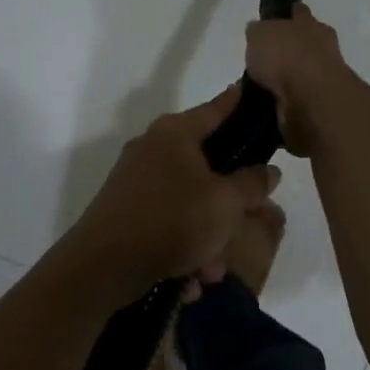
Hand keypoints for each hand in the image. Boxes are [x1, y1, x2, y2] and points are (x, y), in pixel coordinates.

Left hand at [70, 86, 280, 296]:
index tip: (249, 90)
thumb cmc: (171, 221)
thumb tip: (268, 170)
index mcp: (175, 134)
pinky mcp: (124, 212)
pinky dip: (182, 247)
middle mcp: (152, 149)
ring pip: (188, 202)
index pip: (215, 109)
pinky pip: (167, 223)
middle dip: (228, 202)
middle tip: (250, 219)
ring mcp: (135, 181)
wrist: (101, 268)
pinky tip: (189, 280)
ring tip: (213, 270)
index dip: (236, 102)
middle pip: (205, 165)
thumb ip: (251, 184)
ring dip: (207, 236)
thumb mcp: (225, 204)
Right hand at [244, 6, 358, 156]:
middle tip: (262, 62)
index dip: (286, 16)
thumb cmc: (286, 56)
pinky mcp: (319, 106)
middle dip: (287, 52)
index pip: (298, 12)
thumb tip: (257, 32)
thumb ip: (258, 31)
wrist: (311, 100)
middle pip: (303, 45)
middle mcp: (322, 48)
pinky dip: (285, 103)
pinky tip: (267, 106)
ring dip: (285, 80)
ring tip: (258, 88)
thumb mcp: (259, 33)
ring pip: (301, 74)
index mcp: (310, 24)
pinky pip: (297, 100)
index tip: (274, 22)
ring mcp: (324, 79)